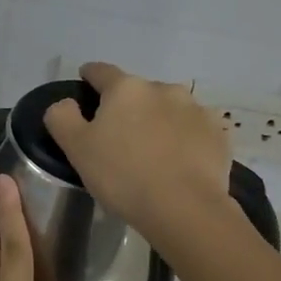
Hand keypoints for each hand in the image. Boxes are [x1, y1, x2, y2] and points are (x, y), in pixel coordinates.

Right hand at [42, 61, 230, 244]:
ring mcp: (196, 109)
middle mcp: (163, 88)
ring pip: (169, 108)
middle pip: (138, 92)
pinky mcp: (218, 133)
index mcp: (126, 88)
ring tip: (154, 151)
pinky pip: (194, 129)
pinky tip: (180, 162)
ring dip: (159, 121)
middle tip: (120, 136)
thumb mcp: (76, 149)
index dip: (89, 77)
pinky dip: (185, 138)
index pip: (101, 71)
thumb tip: (66, 103)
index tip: (85, 85)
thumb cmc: (123, 175)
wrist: (185, 208)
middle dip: (128, 107)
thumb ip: (62, 118)